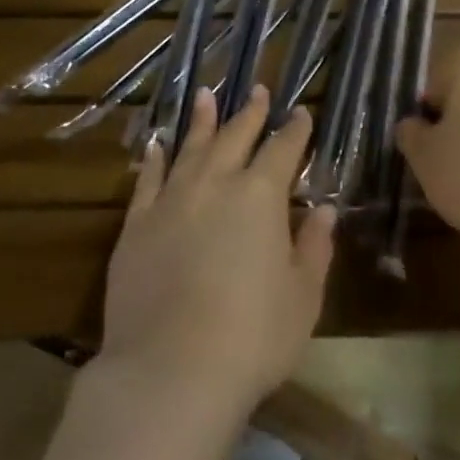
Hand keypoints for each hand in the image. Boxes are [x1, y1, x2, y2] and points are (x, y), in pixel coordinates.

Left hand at [99, 86, 336, 415]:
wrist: (170, 369)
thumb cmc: (252, 338)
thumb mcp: (302, 297)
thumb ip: (314, 247)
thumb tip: (323, 208)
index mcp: (260, 196)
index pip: (282, 150)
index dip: (295, 131)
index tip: (301, 113)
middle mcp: (215, 185)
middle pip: (235, 137)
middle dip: (251, 113)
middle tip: (258, 90)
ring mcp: (171, 200)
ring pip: (189, 147)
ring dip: (201, 120)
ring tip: (206, 94)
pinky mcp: (136, 225)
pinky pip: (148, 180)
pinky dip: (155, 158)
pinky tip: (157, 144)